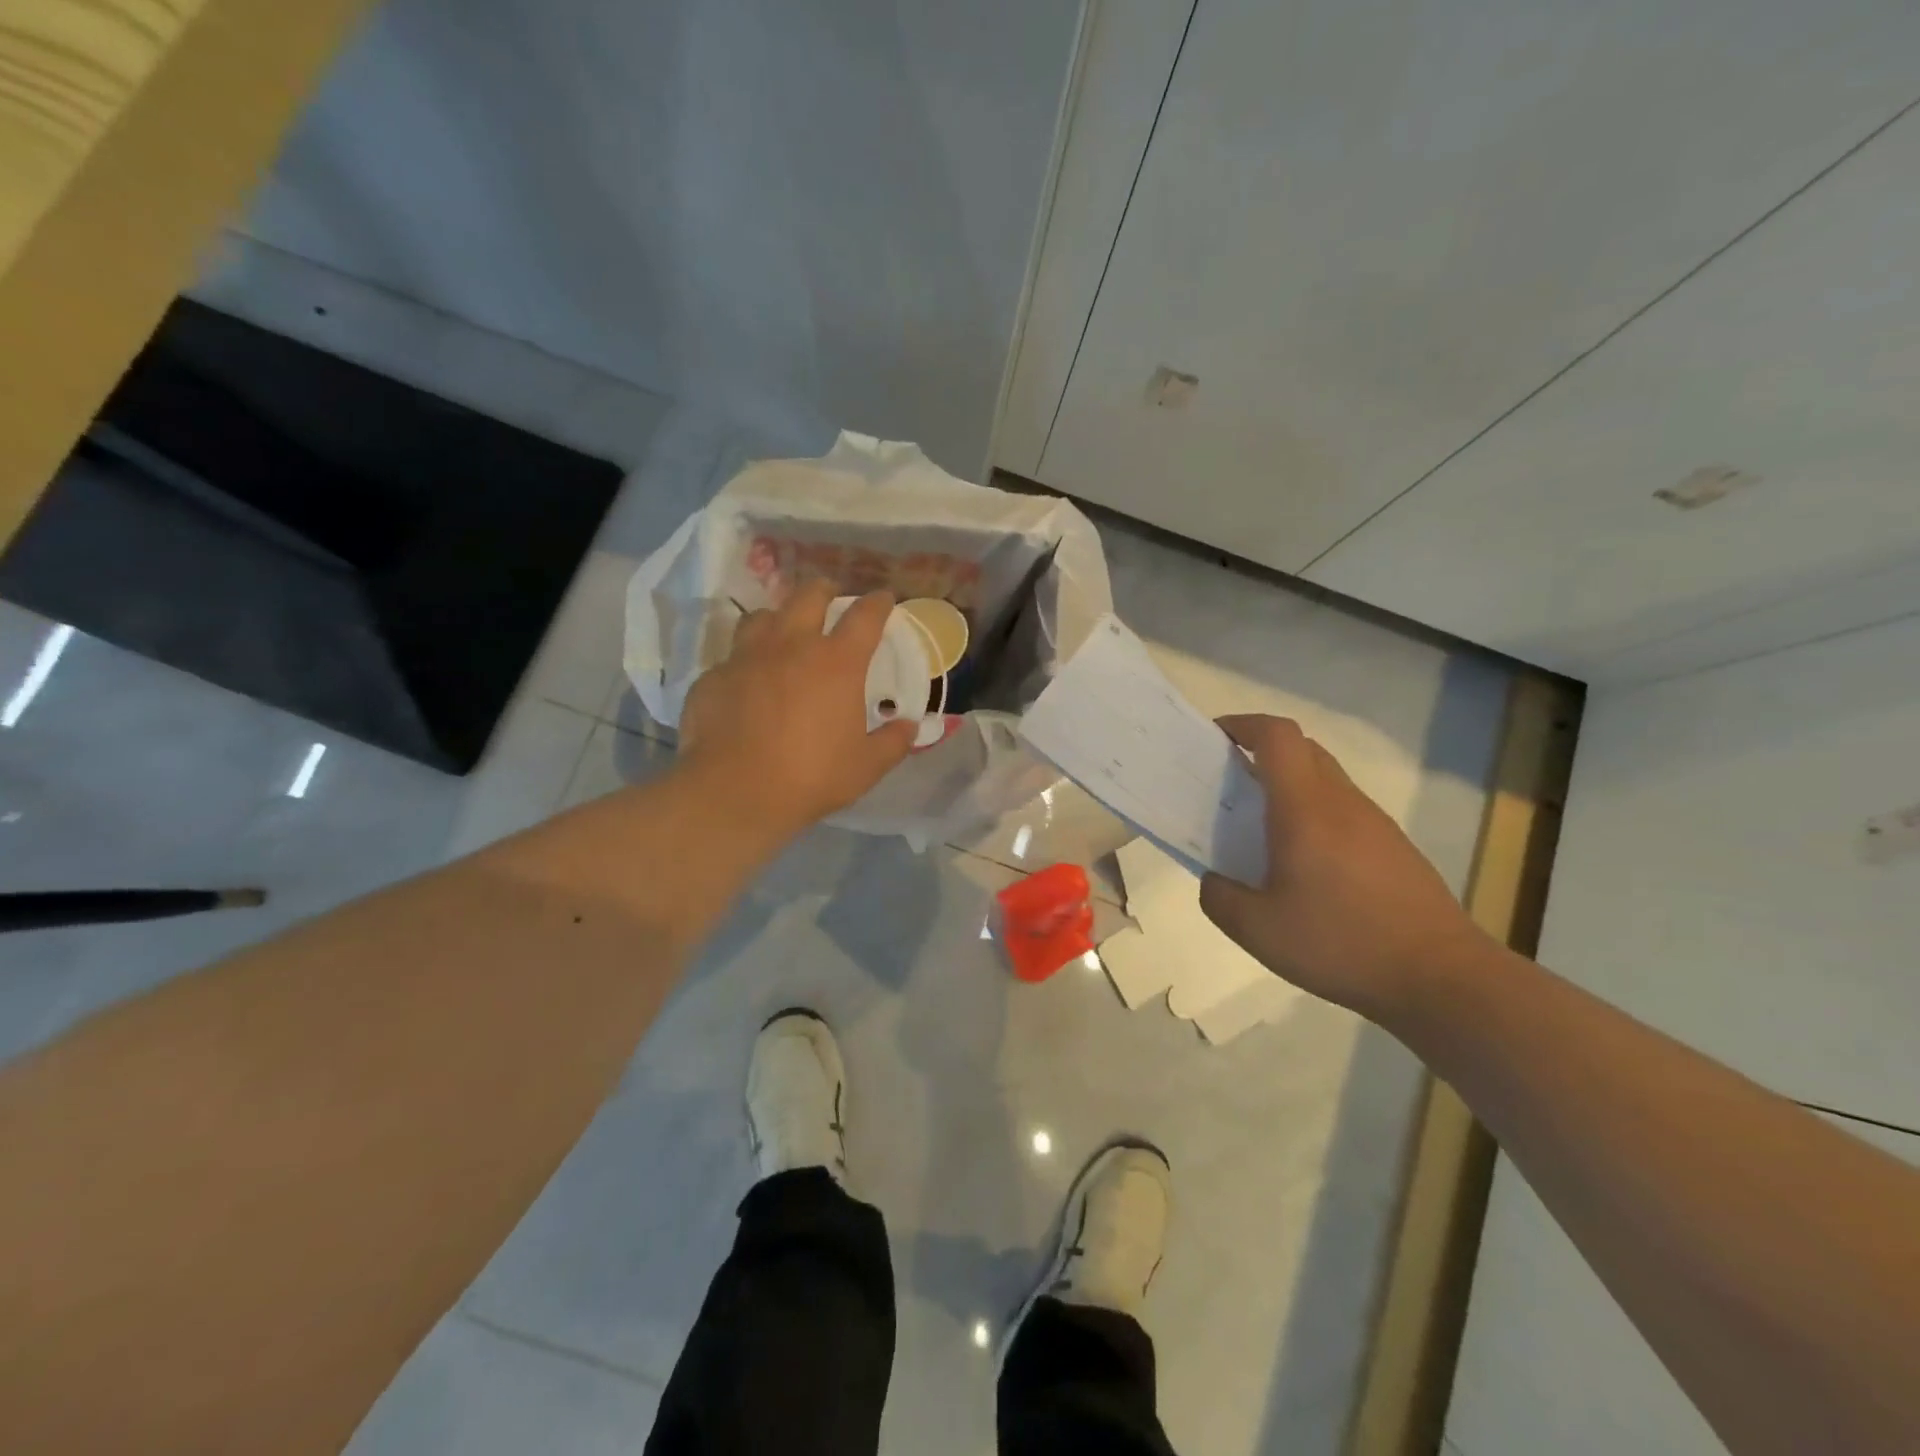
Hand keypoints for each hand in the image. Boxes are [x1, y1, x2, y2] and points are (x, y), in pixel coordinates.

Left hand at [679, 580, 917, 837]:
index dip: (878, 603)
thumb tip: (910, 727)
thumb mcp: (867, 766)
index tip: (884, 598)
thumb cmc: (811, 776)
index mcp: (837, 662)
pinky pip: (732, 658)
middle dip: (824, 590)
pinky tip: (747, 682)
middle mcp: (791, 646)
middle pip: (808, 596)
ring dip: (779, 618)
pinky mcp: (713, 677)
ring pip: (762, 616)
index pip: (865, 616)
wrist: (735, 792)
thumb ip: (893, 742)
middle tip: (830, 597)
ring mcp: (746, 657)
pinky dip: (745, 662)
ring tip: (784, 631)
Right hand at [1198, 714, 1489, 1020]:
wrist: (1441, 978)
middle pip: (1302, 749)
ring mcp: (1374, 823)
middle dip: (1261, 751)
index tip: (1214, 738)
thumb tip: (1214, 880)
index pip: (1277, 736)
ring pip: (1325, 779)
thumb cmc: (1341, 944)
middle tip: (1229, 782)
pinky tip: (1305, 865)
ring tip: (1261, 828)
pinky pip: (1344, 810)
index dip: (1243, 725)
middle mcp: (1341, 802)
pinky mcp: (1394, 847)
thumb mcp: (1257, 931)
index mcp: (1305, 809)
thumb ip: (1220, 898)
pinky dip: (1314, 814)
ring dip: (1289, 785)